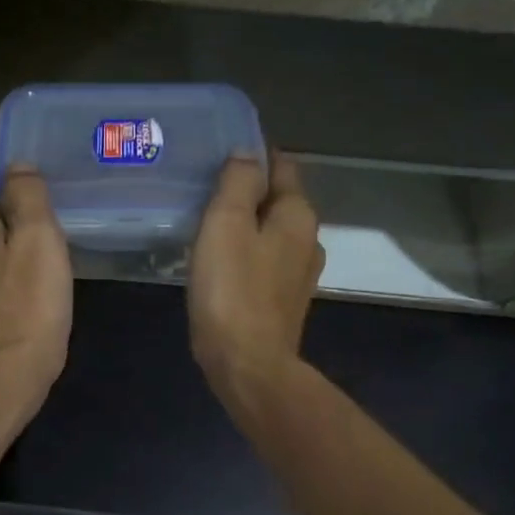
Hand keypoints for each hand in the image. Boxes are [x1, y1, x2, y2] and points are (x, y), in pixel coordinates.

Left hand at [0, 167, 72, 412]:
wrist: (9, 373)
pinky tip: (26, 276)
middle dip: (6, 204)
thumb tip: (17, 165)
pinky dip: (4, 266)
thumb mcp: (39, 238)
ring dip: (5, 237)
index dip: (1, 170)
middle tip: (44, 205)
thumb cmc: (30, 302)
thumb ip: (28, 196)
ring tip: (38, 239)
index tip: (30, 170)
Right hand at [189, 153, 324, 401]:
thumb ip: (238, 183)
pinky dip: (246, 252)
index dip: (255, 155)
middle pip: (278, 201)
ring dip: (246, 223)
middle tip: (207, 186)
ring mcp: (298, 275)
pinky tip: (220, 260)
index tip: (223, 151)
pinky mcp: (283, 302)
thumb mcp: (227, 224)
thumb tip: (247, 153)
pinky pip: (264, 261)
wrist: (247, 364)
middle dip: (249, 190)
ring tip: (209, 221)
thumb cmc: (233, 289)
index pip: (282, 167)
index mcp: (298, 216)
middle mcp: (307, 241)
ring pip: (271, 233)